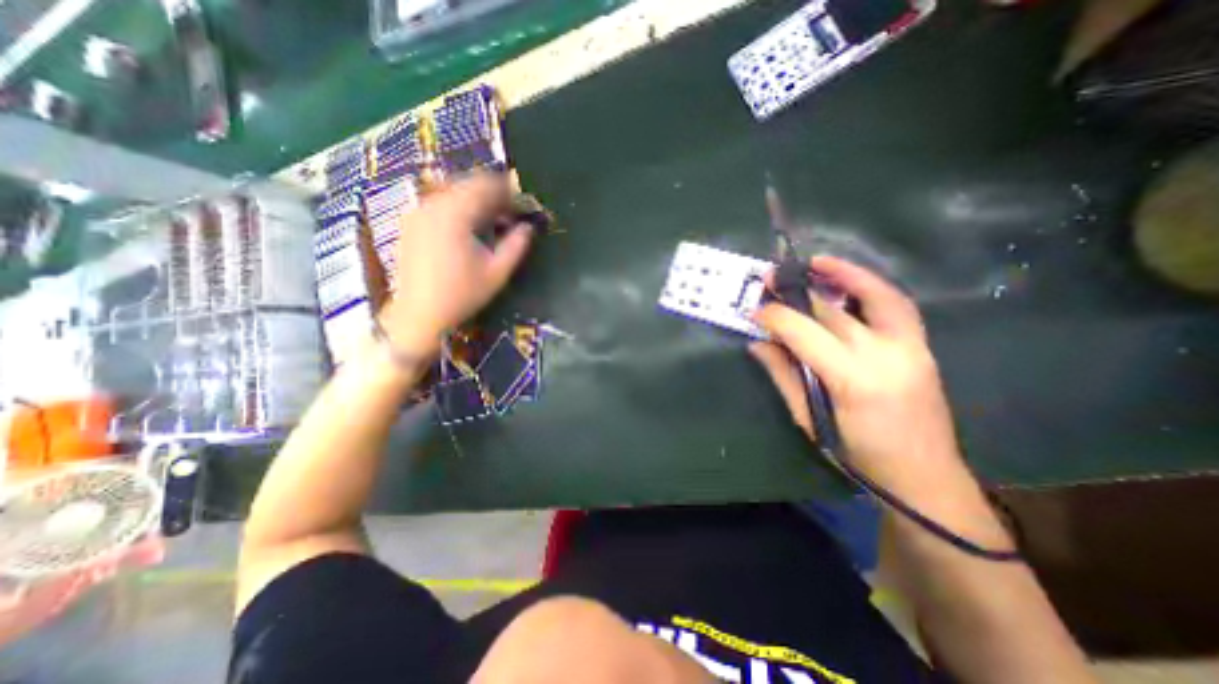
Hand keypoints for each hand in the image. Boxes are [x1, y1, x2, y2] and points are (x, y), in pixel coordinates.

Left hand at [381, 175, 534, 358]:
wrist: (419, 313)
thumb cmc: (462, 294)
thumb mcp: (497, 272)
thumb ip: (517, 245)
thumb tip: (529, 227)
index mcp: (456, 214)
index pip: (486, 186)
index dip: (508, 191)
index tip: (522, 204)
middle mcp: (433, 205)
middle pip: (468, 184)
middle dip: (492, 194)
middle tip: (509, 212)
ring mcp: (418, 212)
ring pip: (452, 191)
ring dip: (475, 199)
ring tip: (491, 219)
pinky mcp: (411, 222)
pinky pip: (439, 202)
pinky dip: (457, 206)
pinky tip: (467, 225)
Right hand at [755, 256, 962, 496]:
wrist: (923, 476)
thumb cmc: (857, 454)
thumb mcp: (809, 419)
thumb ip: (783, 375)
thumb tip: (758, 343)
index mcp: (851, 379)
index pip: (804, 332)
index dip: (775, 316)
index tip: (754, 310)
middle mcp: (884, 354)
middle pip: (832, 311)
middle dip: (796, 292)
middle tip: (770, 279)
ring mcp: (910, 346)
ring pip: (876, 295)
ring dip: (844, 273)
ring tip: (817, 262)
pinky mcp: (922, 346)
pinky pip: (896, 305)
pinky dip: (872, 286)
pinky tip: (851, 281)